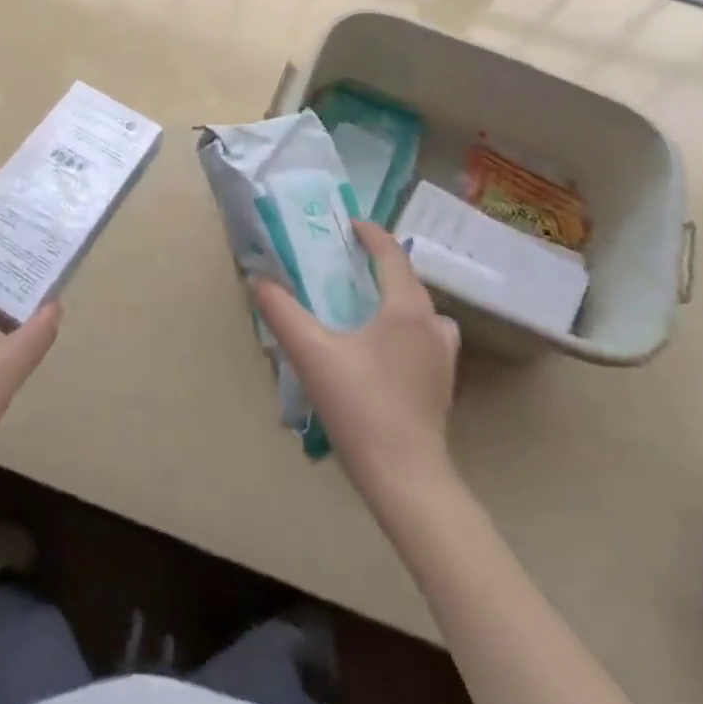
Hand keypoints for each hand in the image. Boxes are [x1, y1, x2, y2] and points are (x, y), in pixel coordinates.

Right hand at [254, 221, 460, 503]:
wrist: (406, 479)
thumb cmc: (360, 407)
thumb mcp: (311, 354)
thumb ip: (282, 312)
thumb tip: (259, 281)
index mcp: (405, 309)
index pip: (392, 254)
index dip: (370, 233)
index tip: (346, 224)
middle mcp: (432, 324)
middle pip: (408, 278)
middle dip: (379, 263)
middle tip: (345, 261)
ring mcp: (443, 356)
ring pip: (421, 309)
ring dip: (396, 296)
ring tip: (366, 303)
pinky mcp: (443, 383)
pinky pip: (425, 335)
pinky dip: (406, 325)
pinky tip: (381, 347)